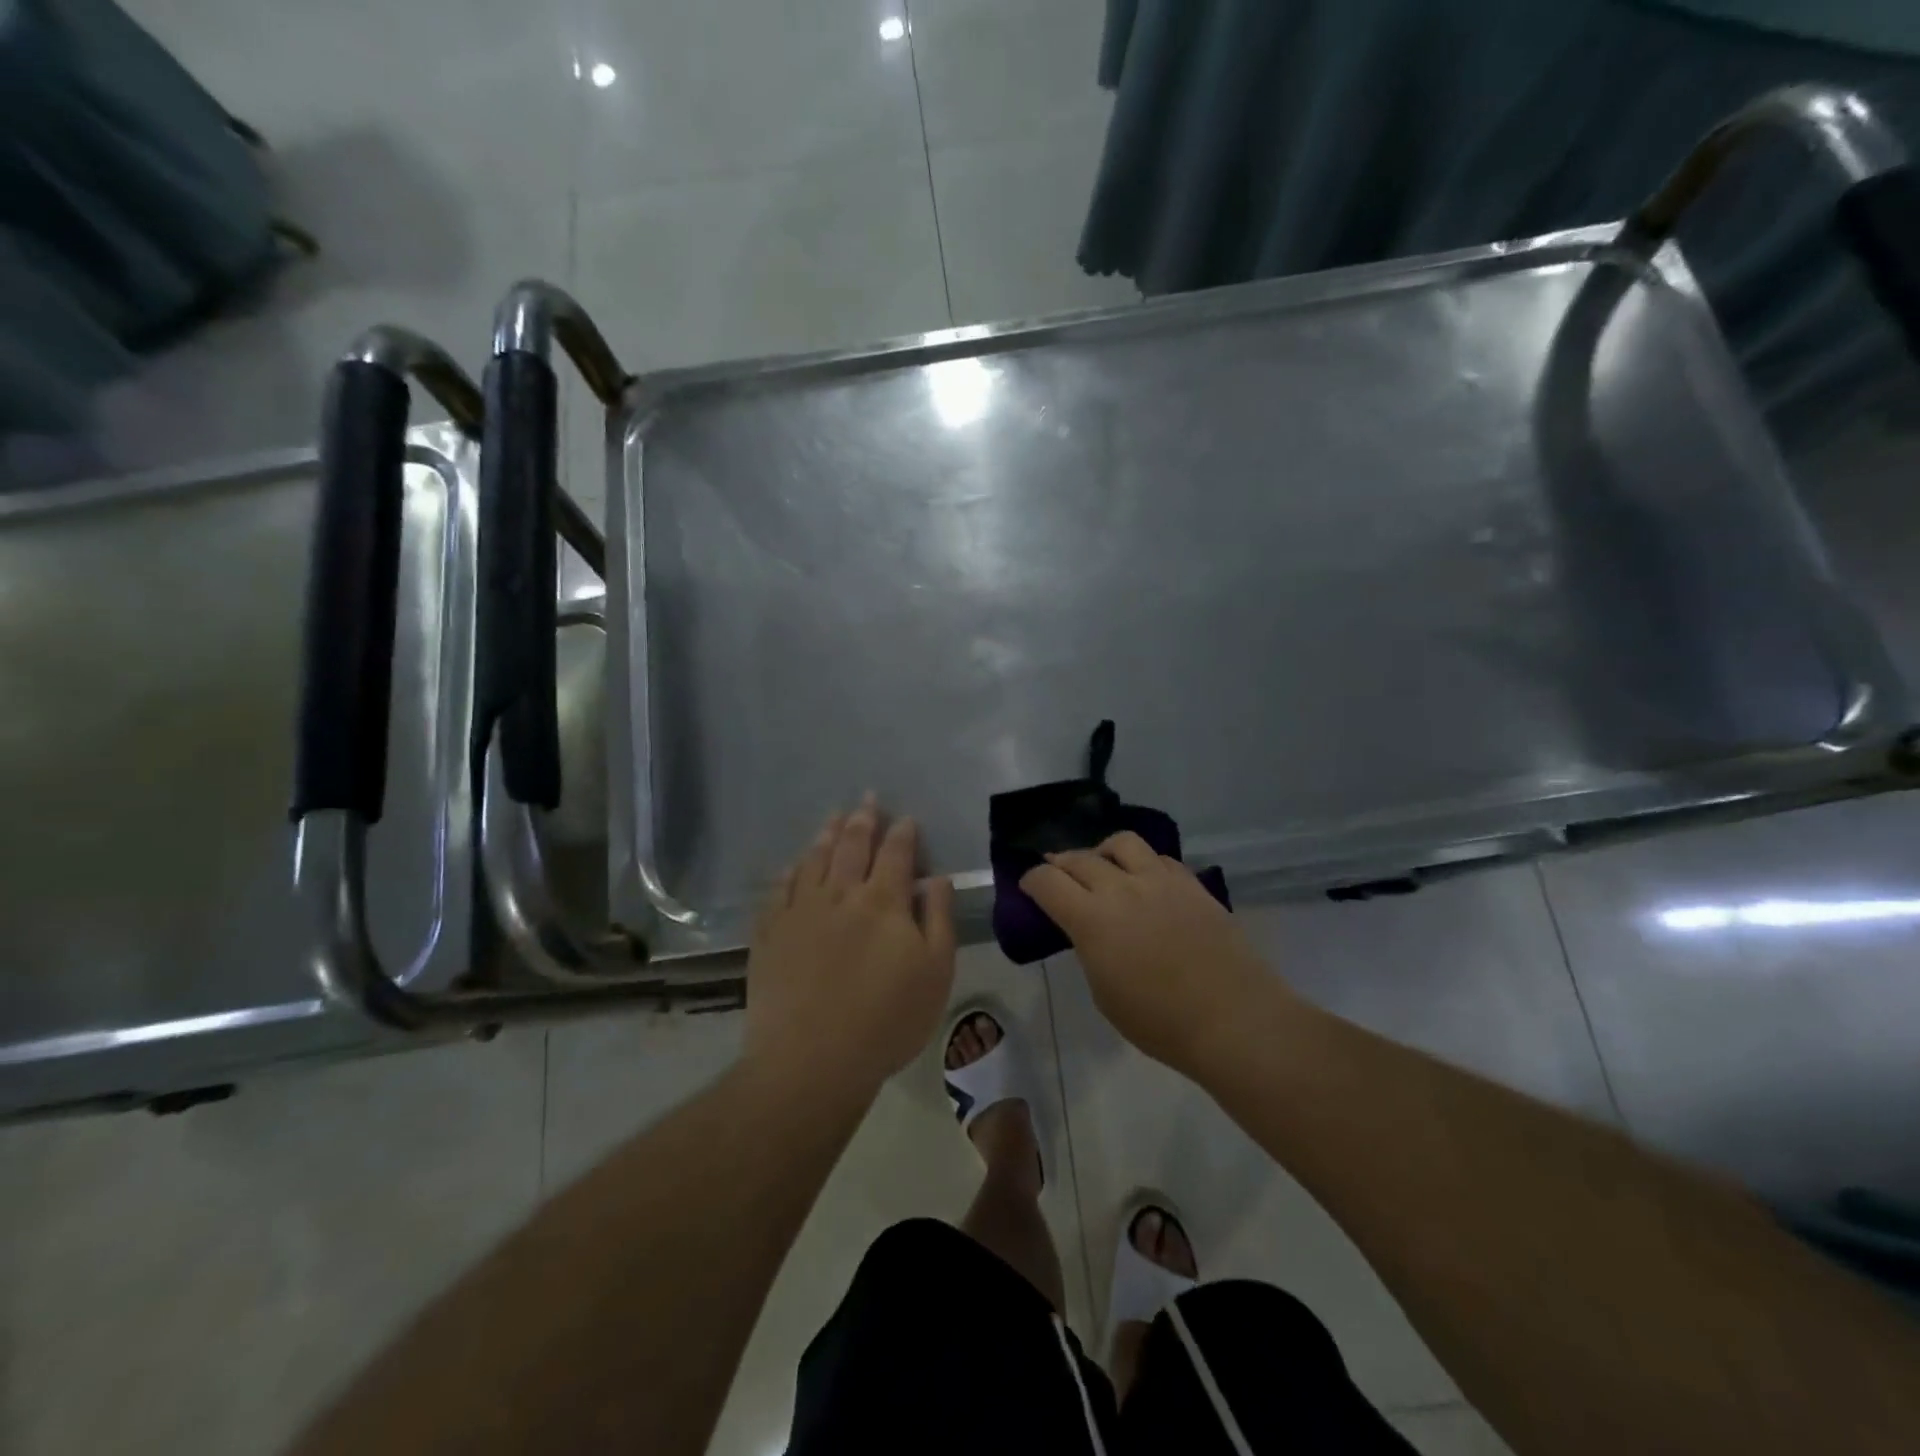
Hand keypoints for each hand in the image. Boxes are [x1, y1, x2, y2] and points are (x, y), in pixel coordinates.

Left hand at [745, 798, 957, 1104]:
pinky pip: (779, 890)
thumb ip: (938, 918)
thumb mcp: (935, 973)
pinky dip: (790, 871)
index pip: (896, 853)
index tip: (906, 818)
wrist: (811, 1060)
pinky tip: (794, 865)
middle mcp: (840, 894)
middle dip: (863, 820)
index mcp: (883, 901)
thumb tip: (936, 877)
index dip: (903, 833)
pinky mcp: (770, 933)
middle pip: (852, 846)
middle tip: (867, 799)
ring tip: (833, 816)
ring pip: (814, 860)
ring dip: (827, 835)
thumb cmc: (887, 1020)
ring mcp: (800, 912)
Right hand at [1021, 832, 1278, 1072]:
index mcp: (1092, 919)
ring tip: (1104, 867)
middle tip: (1057, 874)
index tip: (1029, 887)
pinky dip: (1143, 864)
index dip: (1031, 881)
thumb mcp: (1105, 993)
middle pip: (1079, 858)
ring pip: (1122, 843)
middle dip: (1060, 863)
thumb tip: (1090, 930)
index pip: (1047, 882)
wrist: (1233, 1019)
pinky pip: (1159, 858)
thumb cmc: (1161, 1022)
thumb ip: (1090, 949)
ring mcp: (1160, 881)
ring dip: (1103, 852)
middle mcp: (1121, 888)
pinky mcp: (1191, 884)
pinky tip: (1145, 881)